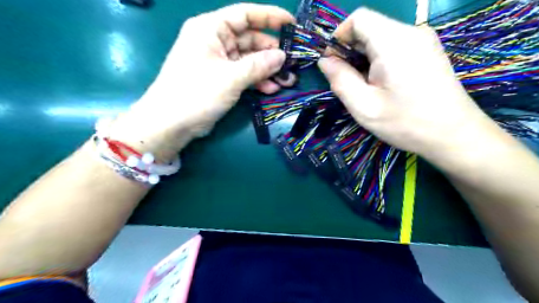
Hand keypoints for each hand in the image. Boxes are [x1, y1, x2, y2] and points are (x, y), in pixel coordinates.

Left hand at [109, 3, 294, 160]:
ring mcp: (218, 61)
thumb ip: (258, 65)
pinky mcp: (220, 79)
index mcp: (210, 29)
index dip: (270, 17)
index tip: (292, 25)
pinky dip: (256, 80)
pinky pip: (243, 74)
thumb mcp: (231, 77)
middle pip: (250, 39)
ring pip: (249, 59)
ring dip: (267, 70)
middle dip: (272, 53)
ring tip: (286, 81)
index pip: (245, 14)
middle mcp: (214, 41)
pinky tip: (270, 89)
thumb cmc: (197, 93)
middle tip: (292, 64)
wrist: (171, 123)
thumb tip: (282, 56)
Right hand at [317, 7, 496, 158]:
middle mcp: (411, 32)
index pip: (358, 18)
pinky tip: (381, 84)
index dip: (339, 37)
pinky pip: (394, 45)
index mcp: (394, 42)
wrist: (453, 135)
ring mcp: (423, 40)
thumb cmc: (405, 123)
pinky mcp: (427, 50)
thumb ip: (340, 80)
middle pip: (369, 27)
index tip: (333, 63)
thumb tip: (324, 61)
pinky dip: (378, 60)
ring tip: (364, 87)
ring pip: (380, 37)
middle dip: (350, 51)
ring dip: (363, 58)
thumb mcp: (363, 106)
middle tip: (347, 82)